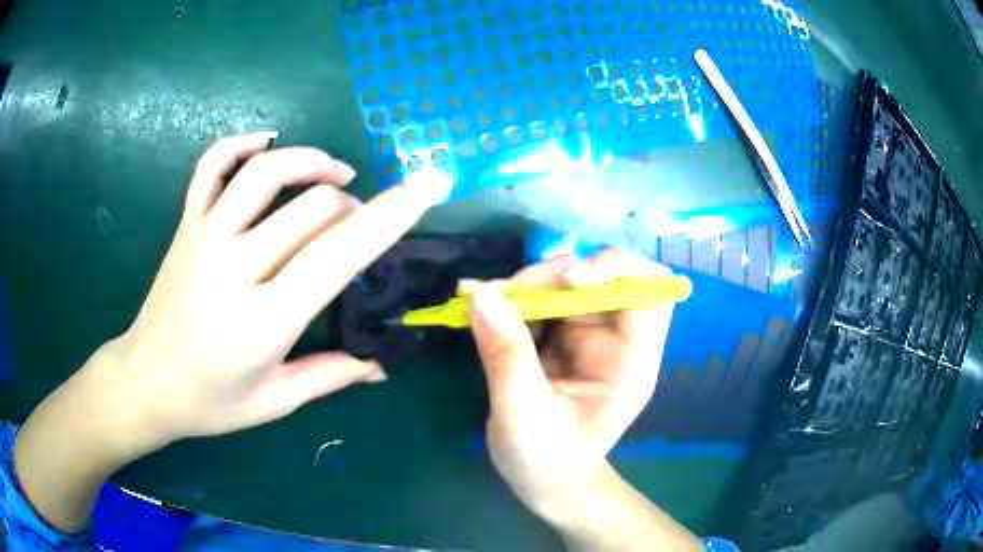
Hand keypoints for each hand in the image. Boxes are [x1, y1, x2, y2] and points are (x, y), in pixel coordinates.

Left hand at [88, 132, 449, 448]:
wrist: (146, 382)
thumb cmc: (209, 402)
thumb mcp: (274, 401)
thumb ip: (329, 376)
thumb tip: (380, 364)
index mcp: (264, 322)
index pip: (338, 255)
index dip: (389, 217)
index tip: (426, 188)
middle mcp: (235, 268)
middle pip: (312, 207)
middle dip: (353, 206)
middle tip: (359, 225)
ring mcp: (205, 238)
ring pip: (265, 172)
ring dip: (310, 161)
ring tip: (334, 174)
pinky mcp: (186, 225)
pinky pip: (211, 166)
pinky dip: (240, 144)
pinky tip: (265, 145)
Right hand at [466, 251, 673, 523]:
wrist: (545, 481)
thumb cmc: (546, 461)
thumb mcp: (522, 415)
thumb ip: (506, 356)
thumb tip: (483, 295)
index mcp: (632, 362)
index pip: (650, 290)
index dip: (617, 269)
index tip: (569, 280)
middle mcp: (617, 339)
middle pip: (599, 277)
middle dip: (550, 277)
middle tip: (499, 295)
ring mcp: (590, 334)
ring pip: (566, 282)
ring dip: (526, 285)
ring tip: (482, 302)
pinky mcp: (563, 335)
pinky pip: (542, 298)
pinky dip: (512, 297)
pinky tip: (480, 306)